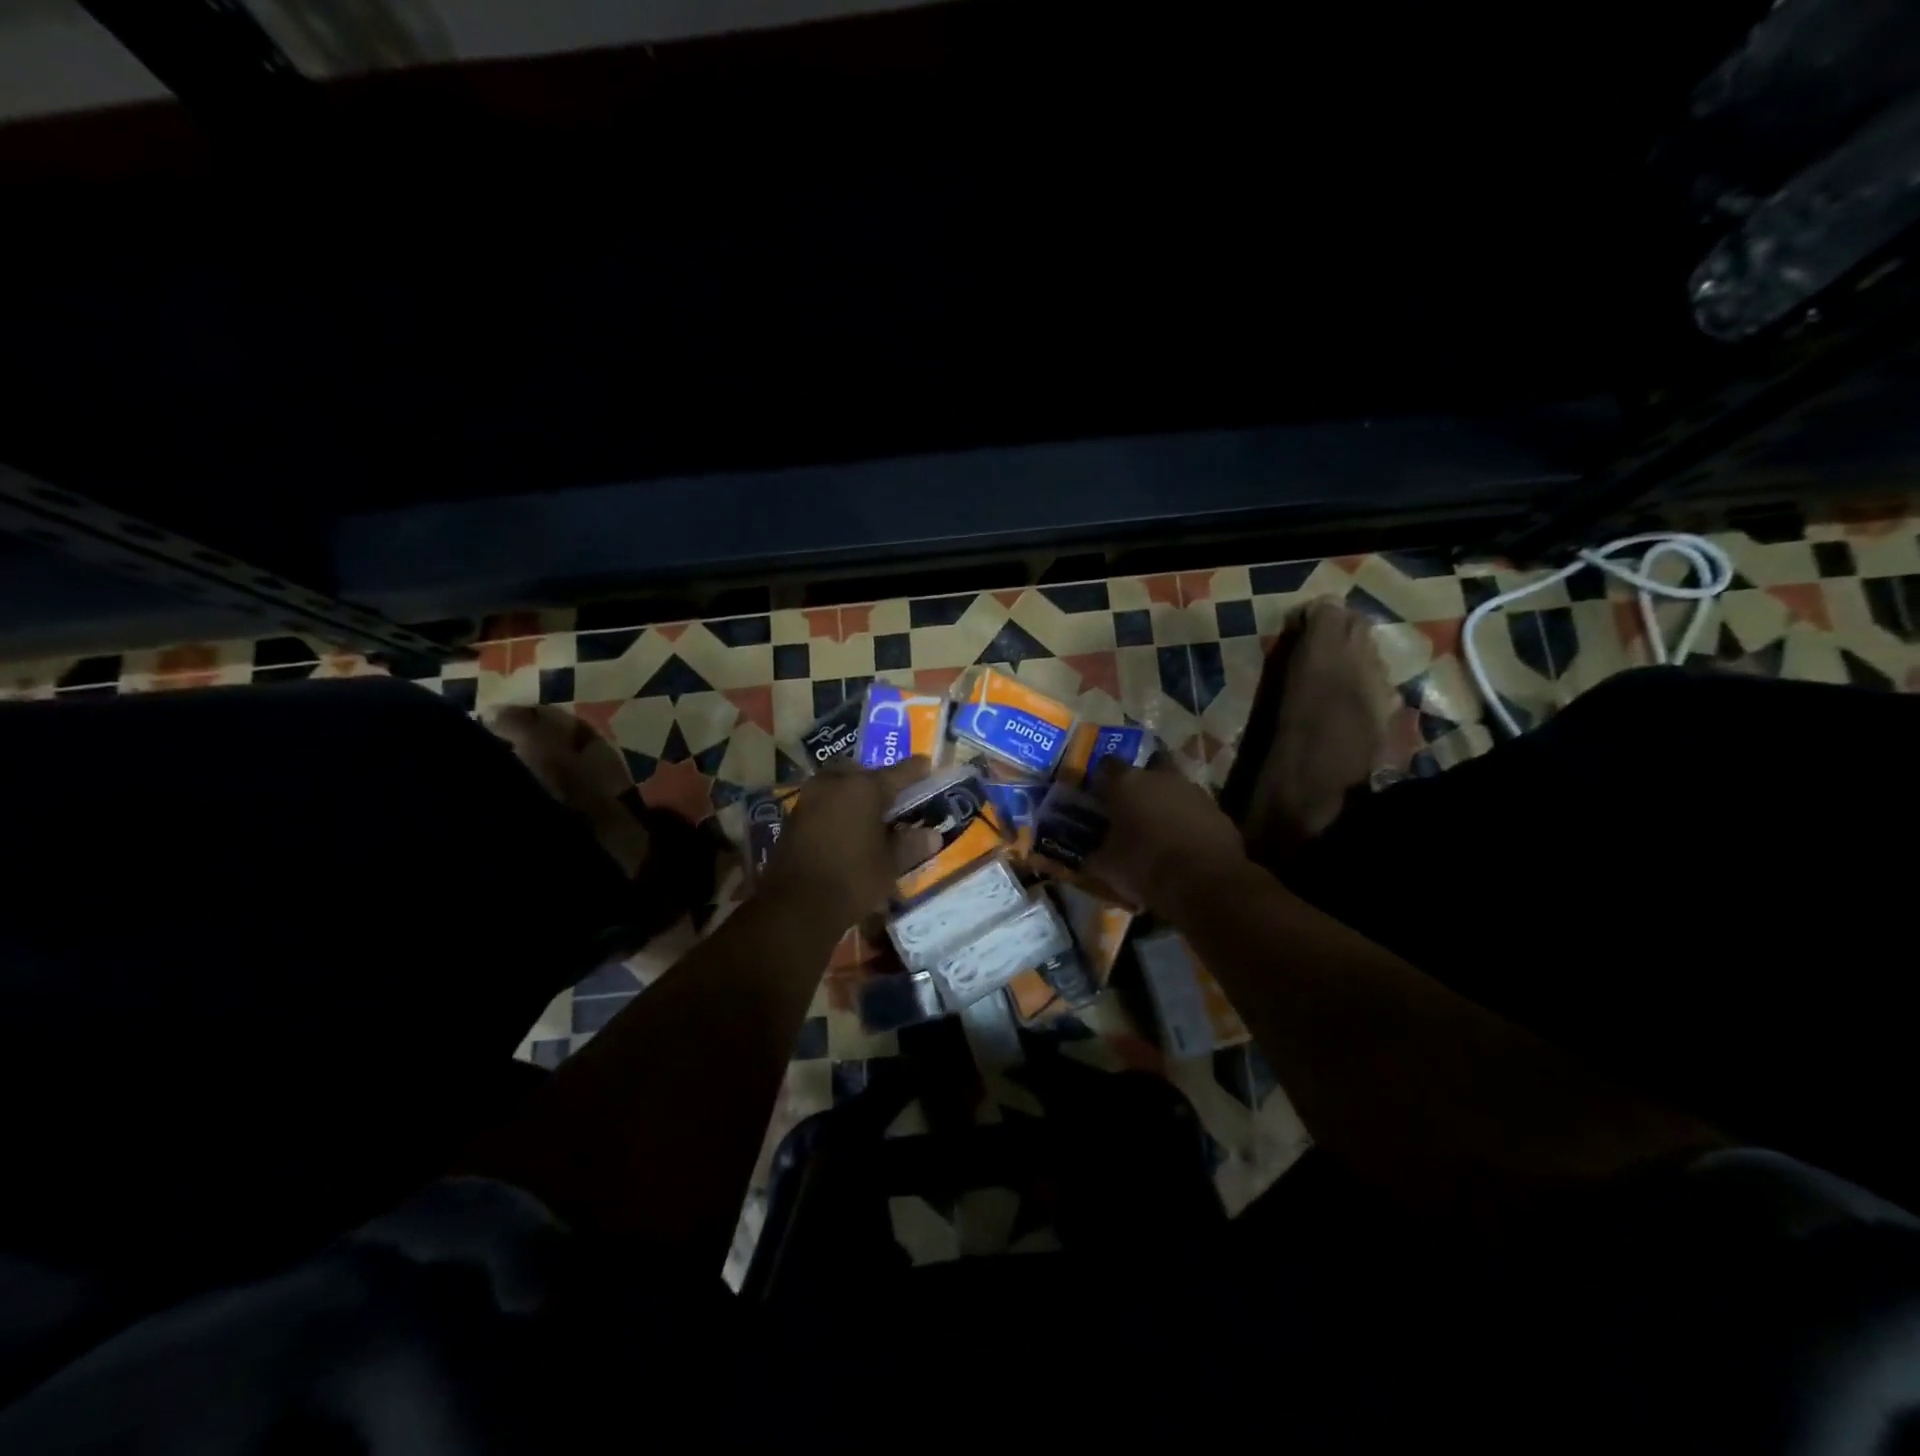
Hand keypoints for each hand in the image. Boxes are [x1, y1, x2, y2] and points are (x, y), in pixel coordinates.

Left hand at [760, 758, 934, 927]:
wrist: (796, 905)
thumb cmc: (852, 879)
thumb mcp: (890, 865)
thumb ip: (911, 845)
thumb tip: (932, 835)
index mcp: (863, 787)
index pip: (897, 773)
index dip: (915, 770)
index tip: (926, 765)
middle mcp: (834, 783)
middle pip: (861, 772)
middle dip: (877, 779)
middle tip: (892, 796)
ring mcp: (810, 798)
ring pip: (837, 784)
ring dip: (853, 792)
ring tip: (869, 813)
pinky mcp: (793, 817)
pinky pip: (822, 802)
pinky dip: (836, 808)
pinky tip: (845, 827)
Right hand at [1082, 758, 1249, 912]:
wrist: (1206, 884)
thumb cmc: (1145, 867)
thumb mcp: (1105, 867)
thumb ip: (1094, 854)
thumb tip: (1089, 855)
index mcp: (1126, 783)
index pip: (1106, 766)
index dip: (1101, 781)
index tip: (1098, 798)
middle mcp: (1160, 777)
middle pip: (1146, 770)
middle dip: (1139, 786)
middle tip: (1131, 810)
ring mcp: (1194, 791)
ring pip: (1173, 790)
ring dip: (1165, 804)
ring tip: (1157, 833)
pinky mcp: (1219, 812)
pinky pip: (1195, 812)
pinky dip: (1187, 823)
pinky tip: (1182, 847)